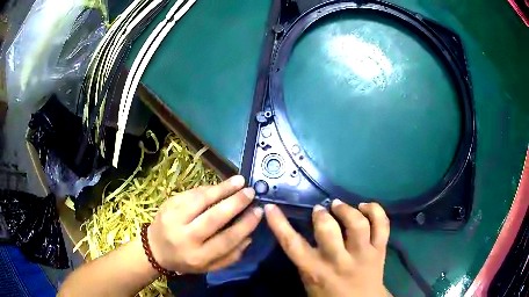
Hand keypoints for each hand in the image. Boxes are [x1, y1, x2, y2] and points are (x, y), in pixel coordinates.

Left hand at [147, 175, 262, 273]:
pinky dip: (208, 188)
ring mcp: (173, 218)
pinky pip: (191, 193)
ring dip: (222, 189)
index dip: (245, 225)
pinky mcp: (167, 204)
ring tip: (239, 181)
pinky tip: (221, 185)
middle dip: (235, 203)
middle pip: (213, 218)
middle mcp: (184, 238)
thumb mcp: (209, 267)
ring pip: (200, 200)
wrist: (155, 249)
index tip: (258, 212)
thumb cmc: (185, 260)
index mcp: (197, 256)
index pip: (226, 239)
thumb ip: (230, 256)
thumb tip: (249, 236)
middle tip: (250, 192)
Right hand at [265, 200, 389, 296]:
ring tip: (339, 205)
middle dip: (321, 214)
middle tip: (320, 210)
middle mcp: (339, 261)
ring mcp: (362, 254)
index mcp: (315, 271)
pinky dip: (375, 210)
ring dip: (346, 209)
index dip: (279, 224)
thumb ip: (305, 260)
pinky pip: (382, 224)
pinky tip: (364, 207)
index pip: (292, 245)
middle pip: (328, 229)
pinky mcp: (380, 249)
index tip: (271, 207)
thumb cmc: (330, 295)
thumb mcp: (309, 281)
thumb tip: (301, 232)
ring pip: (357, 224)